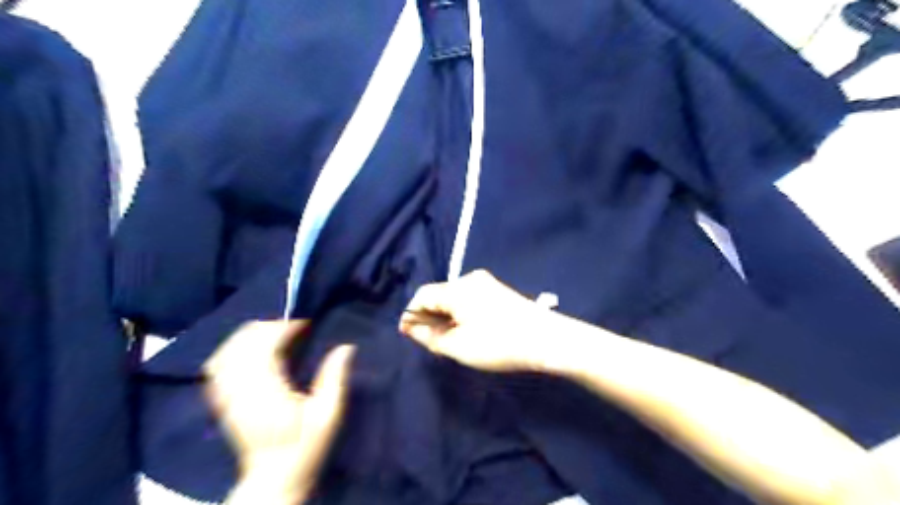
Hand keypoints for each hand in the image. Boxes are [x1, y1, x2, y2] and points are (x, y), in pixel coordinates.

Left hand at [203, 322, 355, 499]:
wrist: (274, 478)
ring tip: (274, 332)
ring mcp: (227, 397)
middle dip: (268, 326)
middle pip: (243, 344)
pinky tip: (250, 349)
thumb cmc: (306, 446)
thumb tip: (346, 346)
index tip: (306, 321)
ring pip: (227, 352)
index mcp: (268, 393)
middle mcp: (241, 392)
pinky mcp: (222, 402)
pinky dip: (232, 350)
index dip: (285, 327)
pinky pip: (217, 367)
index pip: (266, 347)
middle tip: (294, 325)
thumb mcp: (329, 415)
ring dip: (250, 335)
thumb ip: (335, 378)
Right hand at [399, 270, 557, 373]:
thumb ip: (429, 336)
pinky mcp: (498, 290)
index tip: (407, 335)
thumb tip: (410, 327)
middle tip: (429, 341)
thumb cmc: (498, 344)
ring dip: (445, 316)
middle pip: (438, 294)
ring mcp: (486, 283)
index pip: (422, 295)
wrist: (547, 339)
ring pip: (454, 297)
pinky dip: (461, 313)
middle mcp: (470, 278)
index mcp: (457, 288)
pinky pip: (469, 298)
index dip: (411, 314)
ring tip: (448, 339)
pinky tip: (467, 330)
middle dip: (429, 316)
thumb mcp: (458, 346)